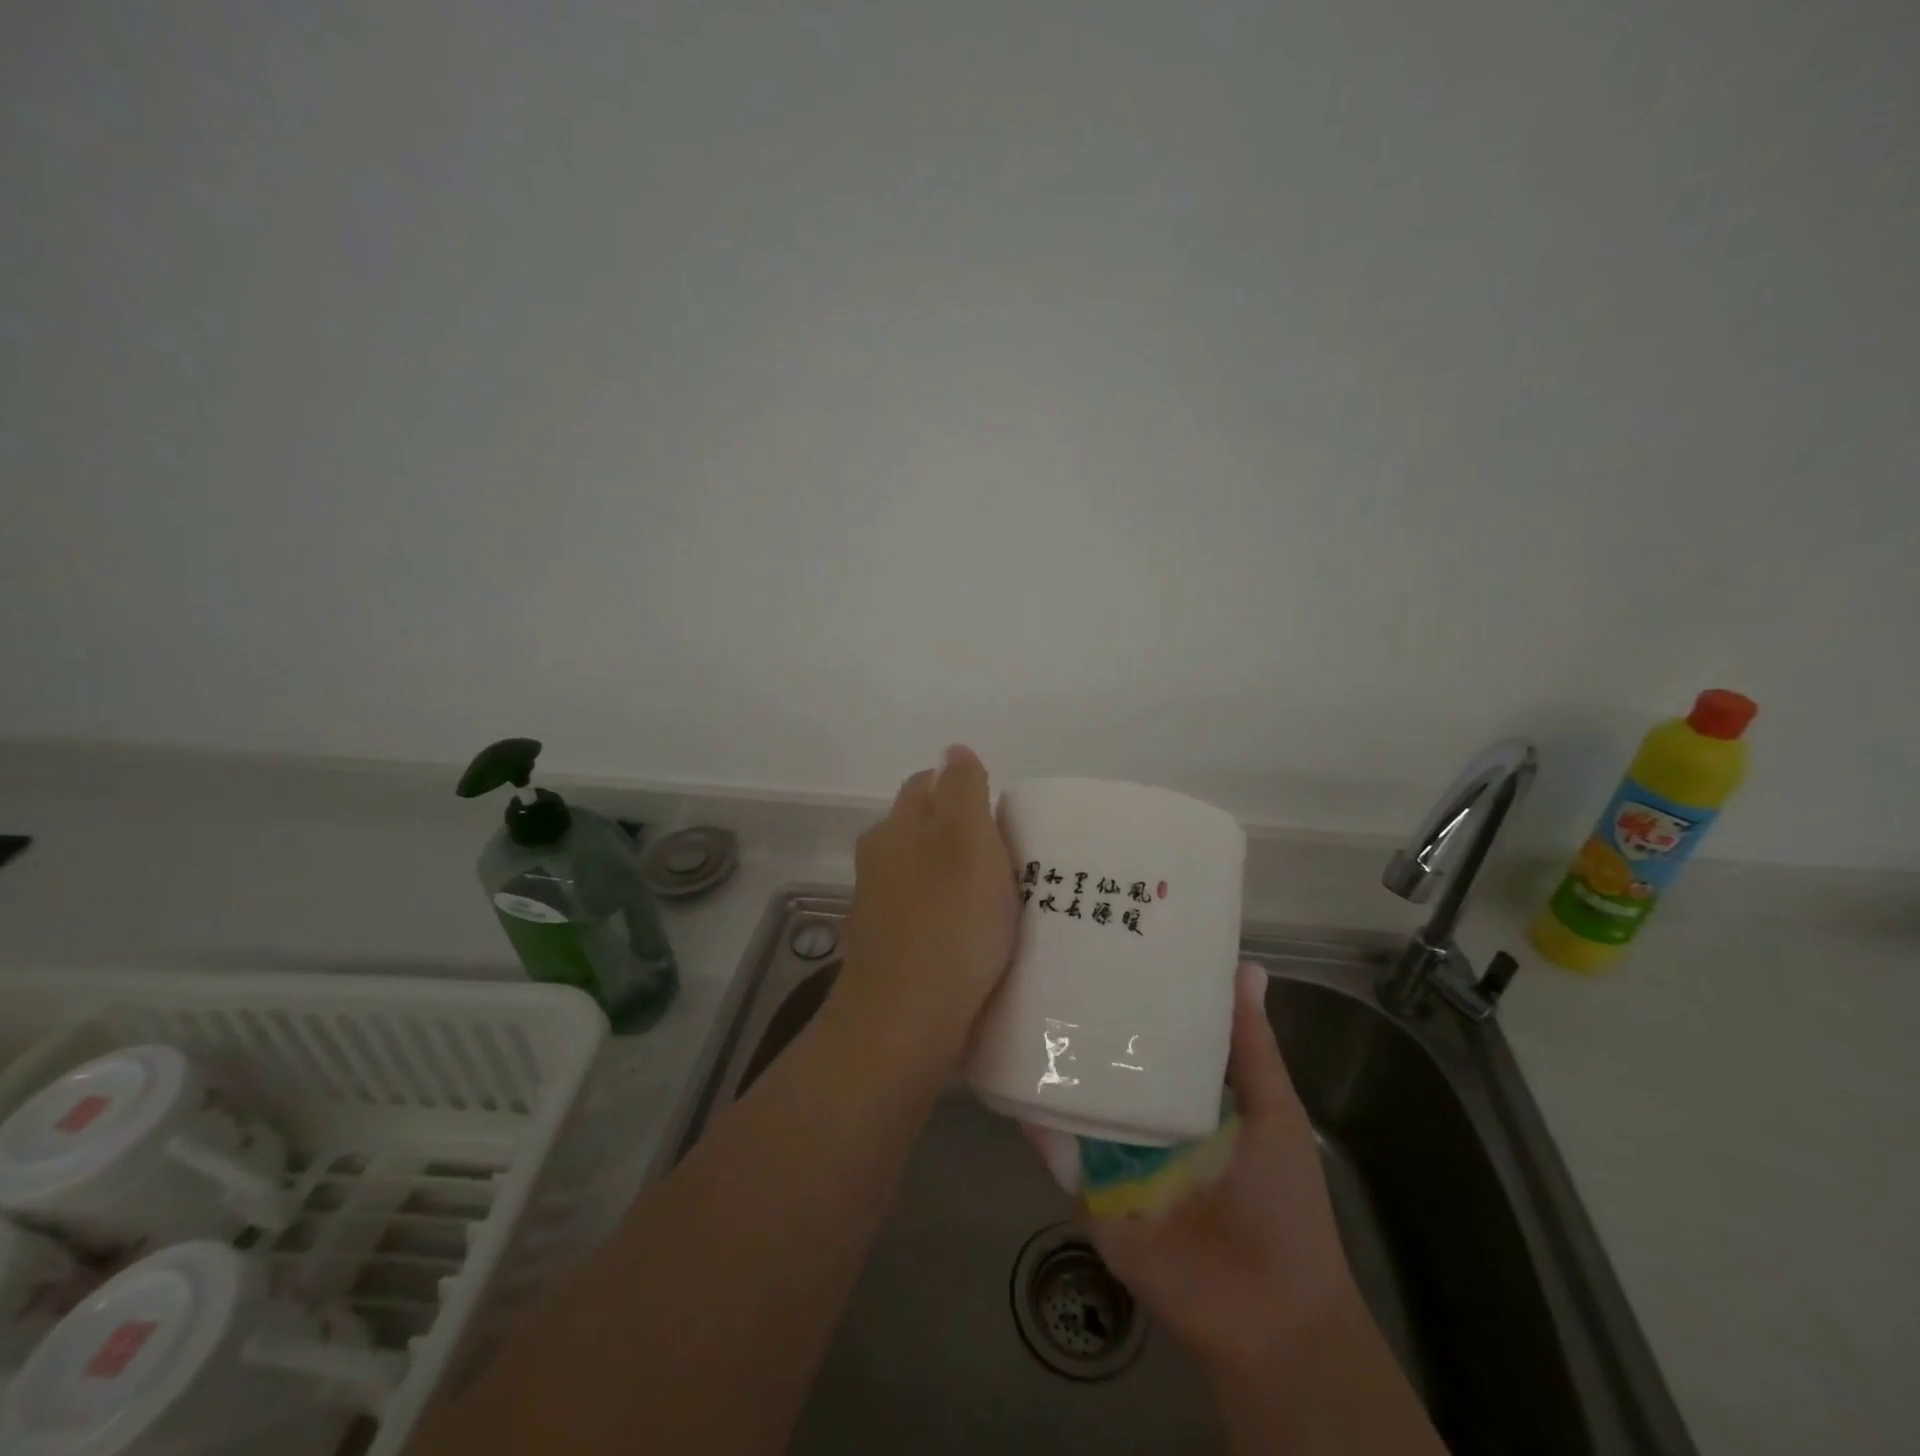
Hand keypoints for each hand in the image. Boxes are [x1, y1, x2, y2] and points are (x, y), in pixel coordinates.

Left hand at [837, 745, 1018, 1063]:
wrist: (904, 1024)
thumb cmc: (949, 922)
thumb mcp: (968, 839)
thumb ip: (963, 788)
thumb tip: (953, 749)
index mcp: (895, 829)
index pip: (928, 785)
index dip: (964, 790)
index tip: (1001, 816)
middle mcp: (878, 862)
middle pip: (922, 830)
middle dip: (959, 834)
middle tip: (1010, 858)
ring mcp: (878, 910)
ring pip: (922, 875)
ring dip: (954, 879)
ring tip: (999, 902)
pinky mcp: (887, 952)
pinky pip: (923, 918)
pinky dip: (946, 918)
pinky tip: (972, 940)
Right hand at [1033, 963, 1362, 1377]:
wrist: (1271, 1316)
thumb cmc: (1283, 1203)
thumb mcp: (1274, 1111)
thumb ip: (1253, 1047)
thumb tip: (1248, 967)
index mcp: (1186, 1097)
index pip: (1151, 1036)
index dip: (1134, 996)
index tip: (1110, 942)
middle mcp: (1144, 1119)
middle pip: (1107, 1065)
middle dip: (1082, 1024)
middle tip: (1050, 964)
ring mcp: (1114, 1157)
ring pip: (1076, 1103)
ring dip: (1051, 1067)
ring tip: (1016, 1007)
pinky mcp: (1091, 1194)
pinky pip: (1058, 1155)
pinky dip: (1038, 1124)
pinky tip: (1015, 1082)